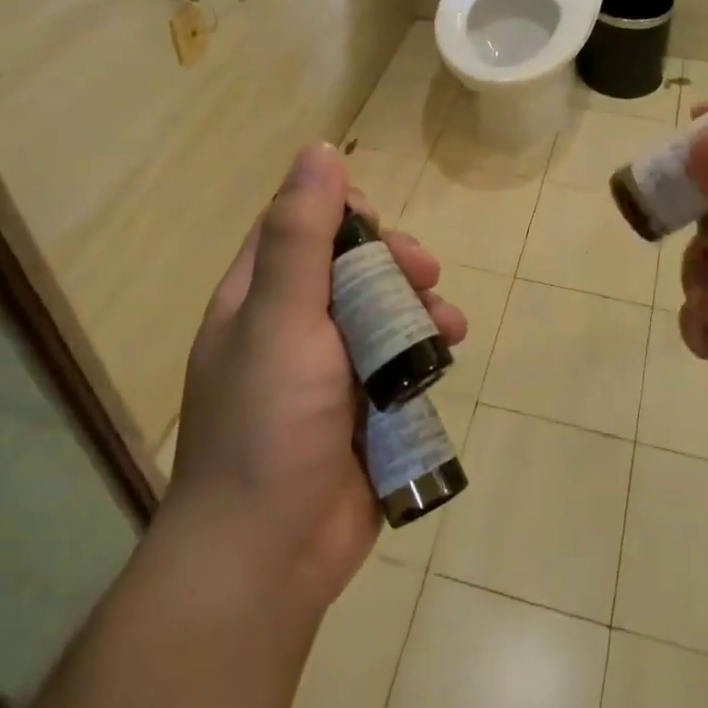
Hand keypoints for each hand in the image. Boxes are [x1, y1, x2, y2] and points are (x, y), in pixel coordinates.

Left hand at [164, 143, 466, 616]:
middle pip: (348, 265)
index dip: (339, 209)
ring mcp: (327, 368)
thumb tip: (319, 150)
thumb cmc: (268, 423)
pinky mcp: (361, 406)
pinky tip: (449, 353)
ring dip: (418, 305)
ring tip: (446, 323)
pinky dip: (425, 349)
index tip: (376, 220)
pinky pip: (398, 359)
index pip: (296, 224)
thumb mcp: (281, 317)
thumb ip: (301, 235)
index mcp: (257, 297)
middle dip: (392, 261)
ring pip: (381, 311)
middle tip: (423, 271)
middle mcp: (289, 325)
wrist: (268, 557)